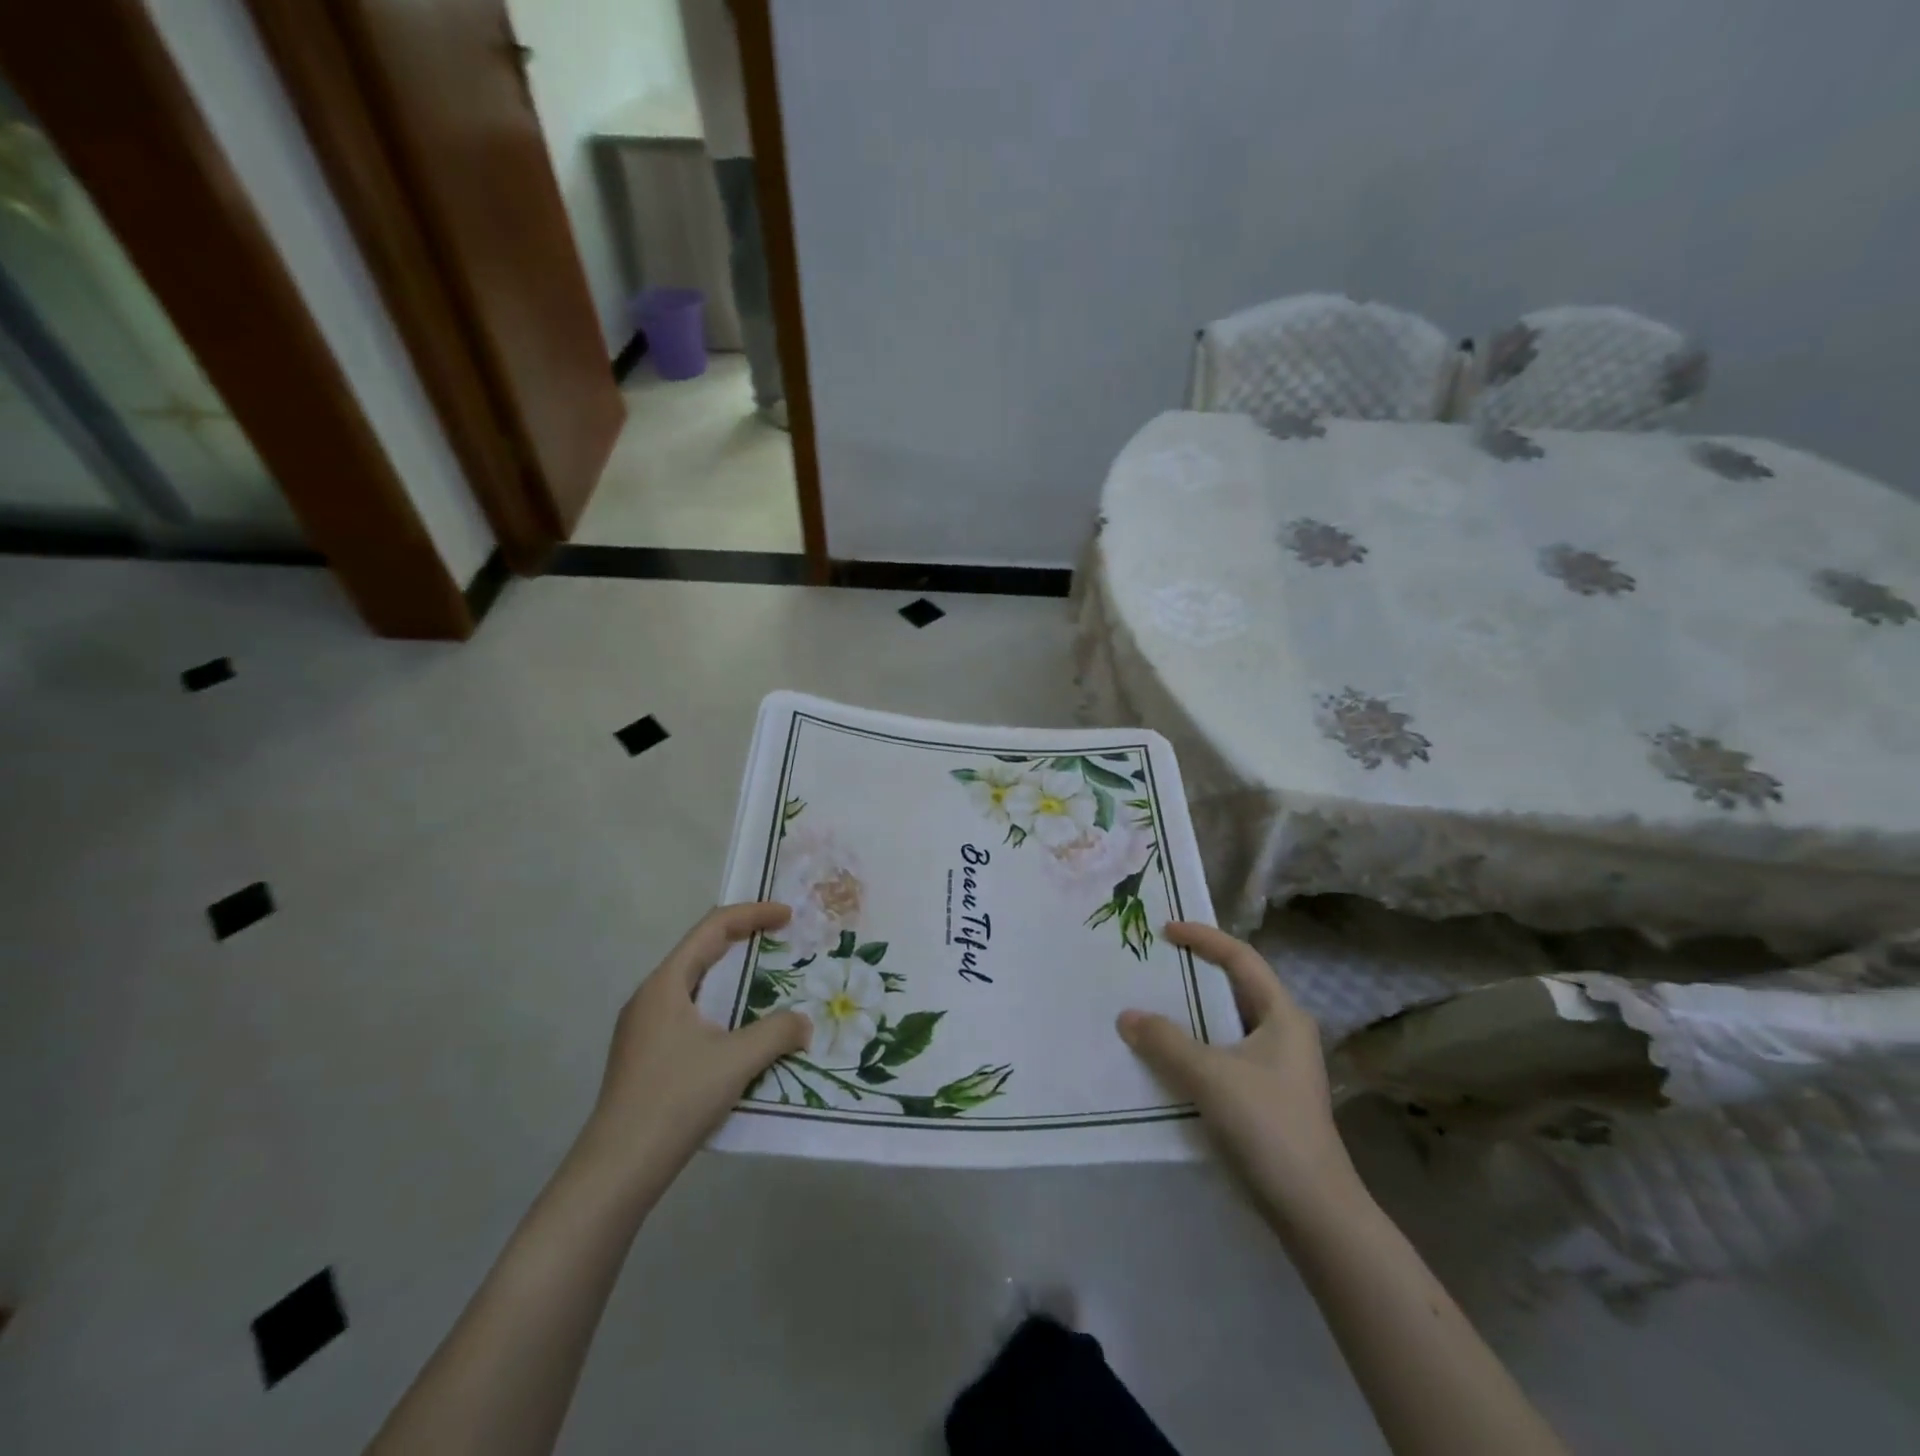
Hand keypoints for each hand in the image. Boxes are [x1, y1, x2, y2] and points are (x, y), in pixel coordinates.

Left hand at [579, 902, 810, 1193]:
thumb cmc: (675, 1100)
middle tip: (782, 942)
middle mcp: (651, 997)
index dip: (753, 914)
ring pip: (695, 985)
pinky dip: (721, 1007)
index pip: (713, 928)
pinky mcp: (646, 1055)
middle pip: (701, 951)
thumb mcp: (736, 1061)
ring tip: (768, 983)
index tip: (788, 916)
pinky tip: (741, 1032)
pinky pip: (690, 1013)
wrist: (617, 1169)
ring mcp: (644, 1028)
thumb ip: (777, 1033)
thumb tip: (803, 1024)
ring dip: (732, 977)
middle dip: (744, 940)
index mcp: (666, 984)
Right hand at [1117, 922, 1359, 1223]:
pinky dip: (1195, 1046)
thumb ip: (1165, 1041)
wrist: (1313, 1210)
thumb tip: (1127, 1016)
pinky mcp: (1266, 1096)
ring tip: (1150, 1005)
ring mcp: (1277, 1067)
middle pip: (1234, 987)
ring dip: (1191, 1014)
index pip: (1240, 958)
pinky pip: (1223, 1053)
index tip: (1165, 929)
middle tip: (1153, 964)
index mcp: (1282, 1015)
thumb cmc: (1268, 1127)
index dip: (1203, 938)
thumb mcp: (1210, 1076)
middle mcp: (1283, 1032)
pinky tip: (1167, 1057)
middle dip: (1194, 973)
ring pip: (1226, 1024)